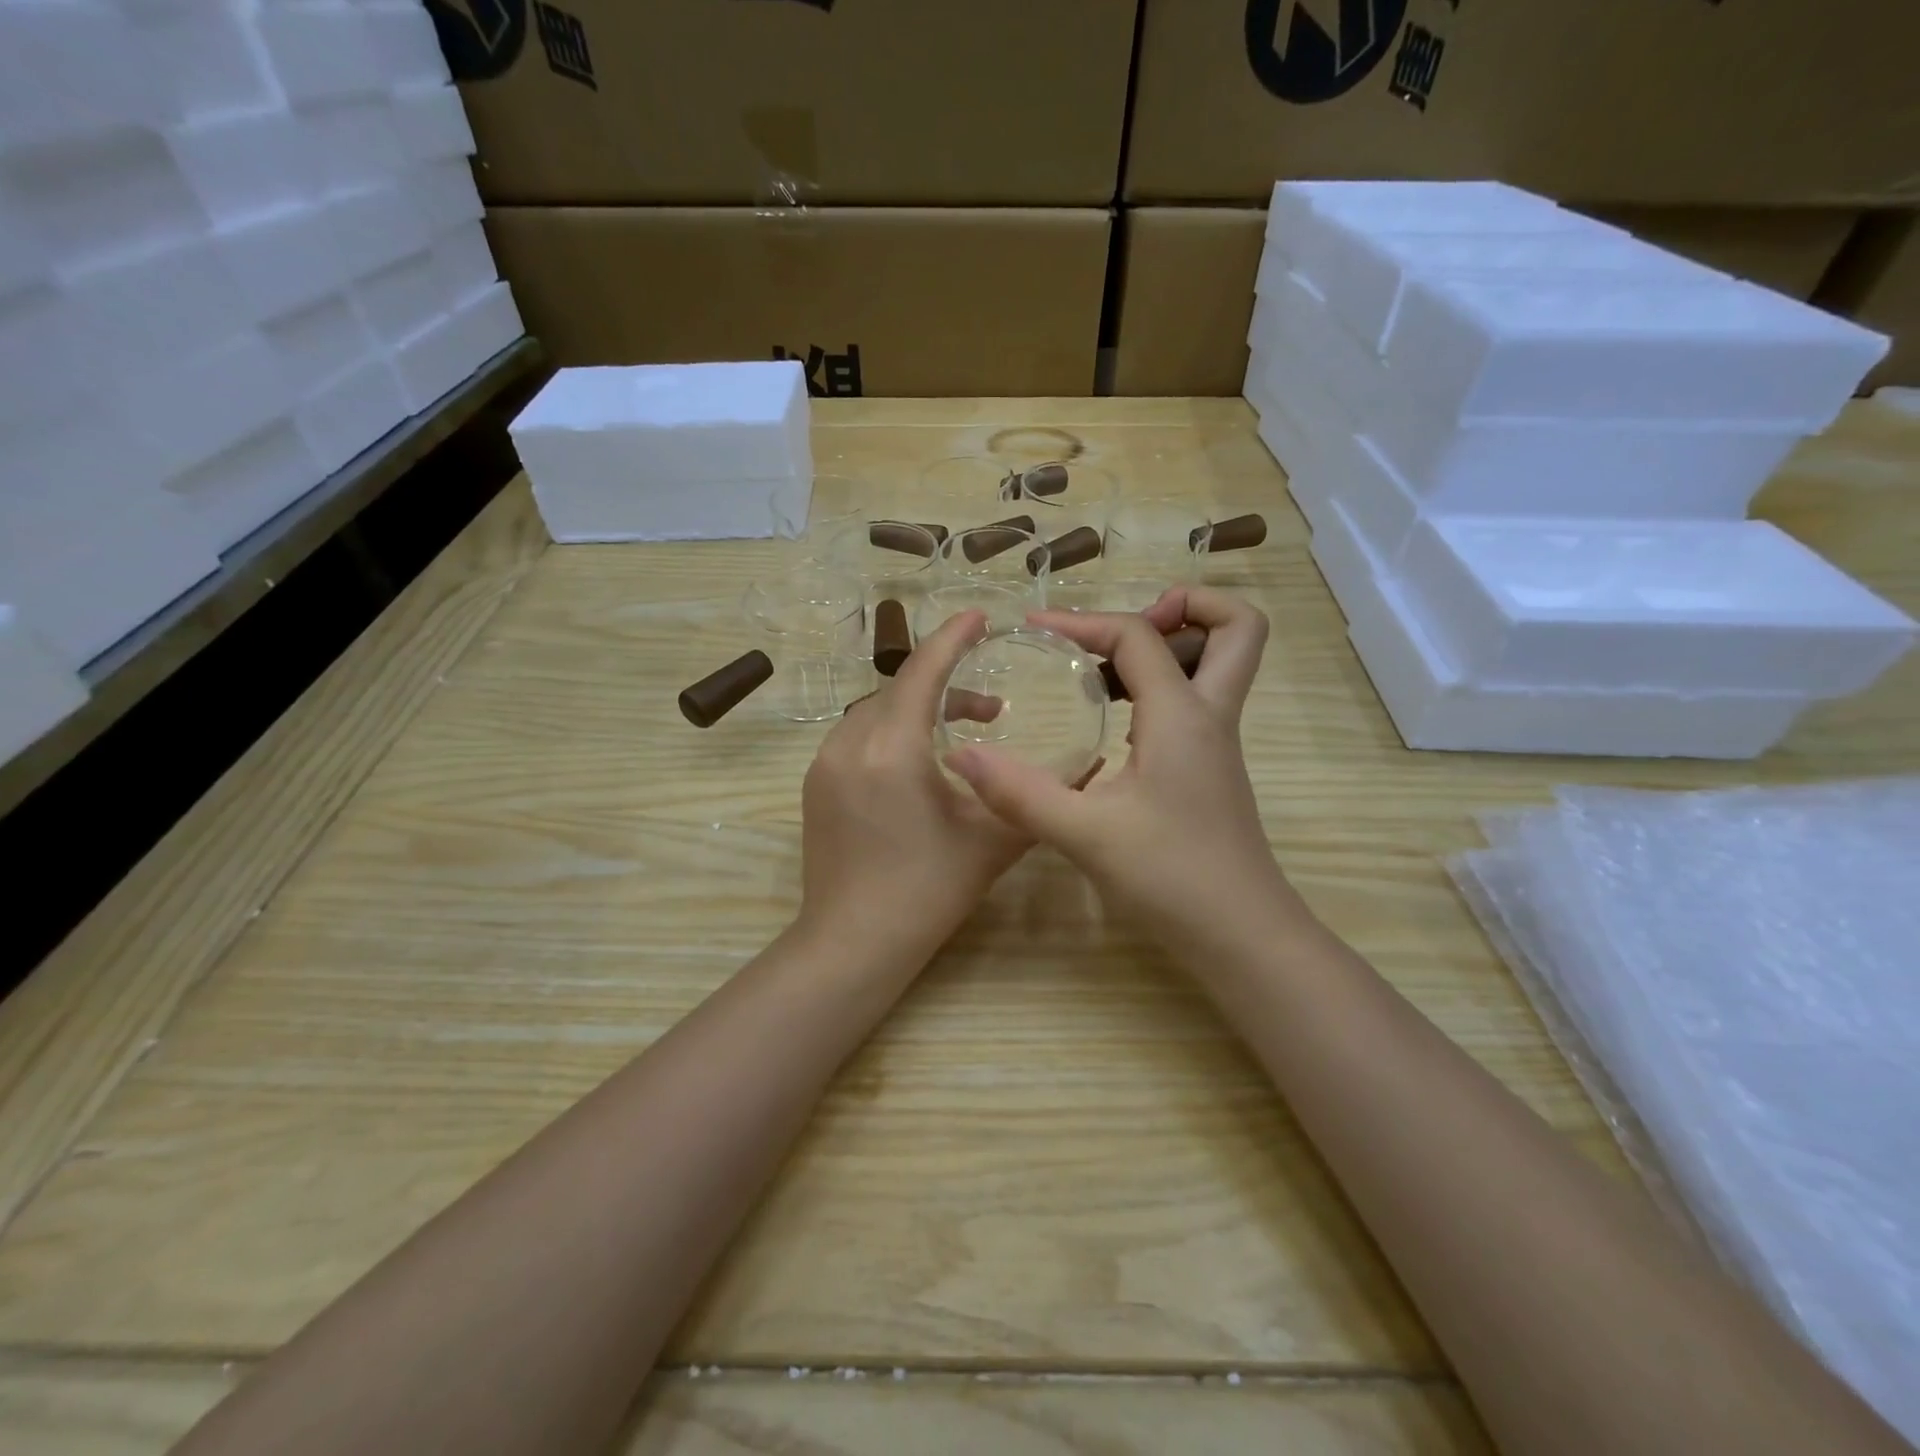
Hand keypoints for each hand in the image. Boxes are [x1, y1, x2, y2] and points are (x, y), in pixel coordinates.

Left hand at [797, 610, 1030, 960]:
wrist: (853, 944)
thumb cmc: (927, 893)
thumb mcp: (991, 842)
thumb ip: (1035, 797)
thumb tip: (1084, 769)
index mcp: (891, 750)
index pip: (922, 672)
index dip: (953, 638)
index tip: (980, 617)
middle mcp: (850, 744)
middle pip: (899, 690)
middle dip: (946, 686)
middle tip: (994, 709)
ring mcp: (824, 764)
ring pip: (876, 712)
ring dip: (918, 711)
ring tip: (961, 739)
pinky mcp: (816, 785)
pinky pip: (858, 737)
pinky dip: (892, 732)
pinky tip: (919, 766)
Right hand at [946, 587, 1306, 954]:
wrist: (1240, 936)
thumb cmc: (1171, 878)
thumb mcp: (1085, 834)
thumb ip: (1020, 794)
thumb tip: (959, 757)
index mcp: (1181, 714)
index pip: (1139, 635)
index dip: (1082, 621)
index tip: (1032, 630)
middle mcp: (1209, 716)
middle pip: (1235, 627)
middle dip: (1186, 606)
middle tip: (1119, 632)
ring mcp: (1217, 742)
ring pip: (1220, 662)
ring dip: (1173, 645)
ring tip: (1105, 669)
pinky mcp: (1211, 768)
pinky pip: (1198, 699)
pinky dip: (1163, 686)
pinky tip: (1114, 721)